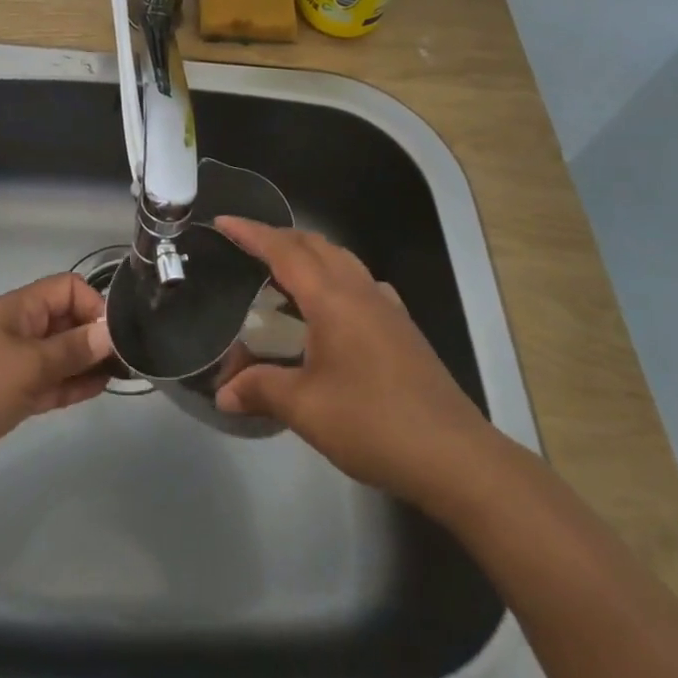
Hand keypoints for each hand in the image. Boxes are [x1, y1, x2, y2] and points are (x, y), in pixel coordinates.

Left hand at [0, 272, 114, 493]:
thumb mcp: (29, 365)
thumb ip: (72, 349)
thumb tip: (111, 331)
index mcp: (20, 309)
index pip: (67, 289)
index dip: (93, 305)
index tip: (115, 335)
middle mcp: (20, 330)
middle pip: (66, 320)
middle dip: (95, 334)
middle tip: (129, 358)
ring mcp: (15, 364)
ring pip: (61, 354)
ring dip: (88, 361)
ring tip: (122, 375)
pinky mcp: (12, 396)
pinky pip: (50, 382)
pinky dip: (72, 384)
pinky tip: (98, 389)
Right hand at [213, 217, 488, 502]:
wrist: (455, 455)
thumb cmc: (374, 424)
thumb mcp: (306, 409)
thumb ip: (261, 390)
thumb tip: (223, 394)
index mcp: (332, 298)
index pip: (284, 251)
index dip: (251, 233)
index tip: (223, 222)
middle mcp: (360, 290)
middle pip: (315, 245)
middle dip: (278, 237)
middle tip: (245, 246)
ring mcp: (386, 306)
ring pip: (341, 259)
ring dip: (308, 254)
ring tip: (281, 272)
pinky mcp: (402, 327)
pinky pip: (360, 282)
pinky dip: (334, 277)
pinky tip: (330, 307)